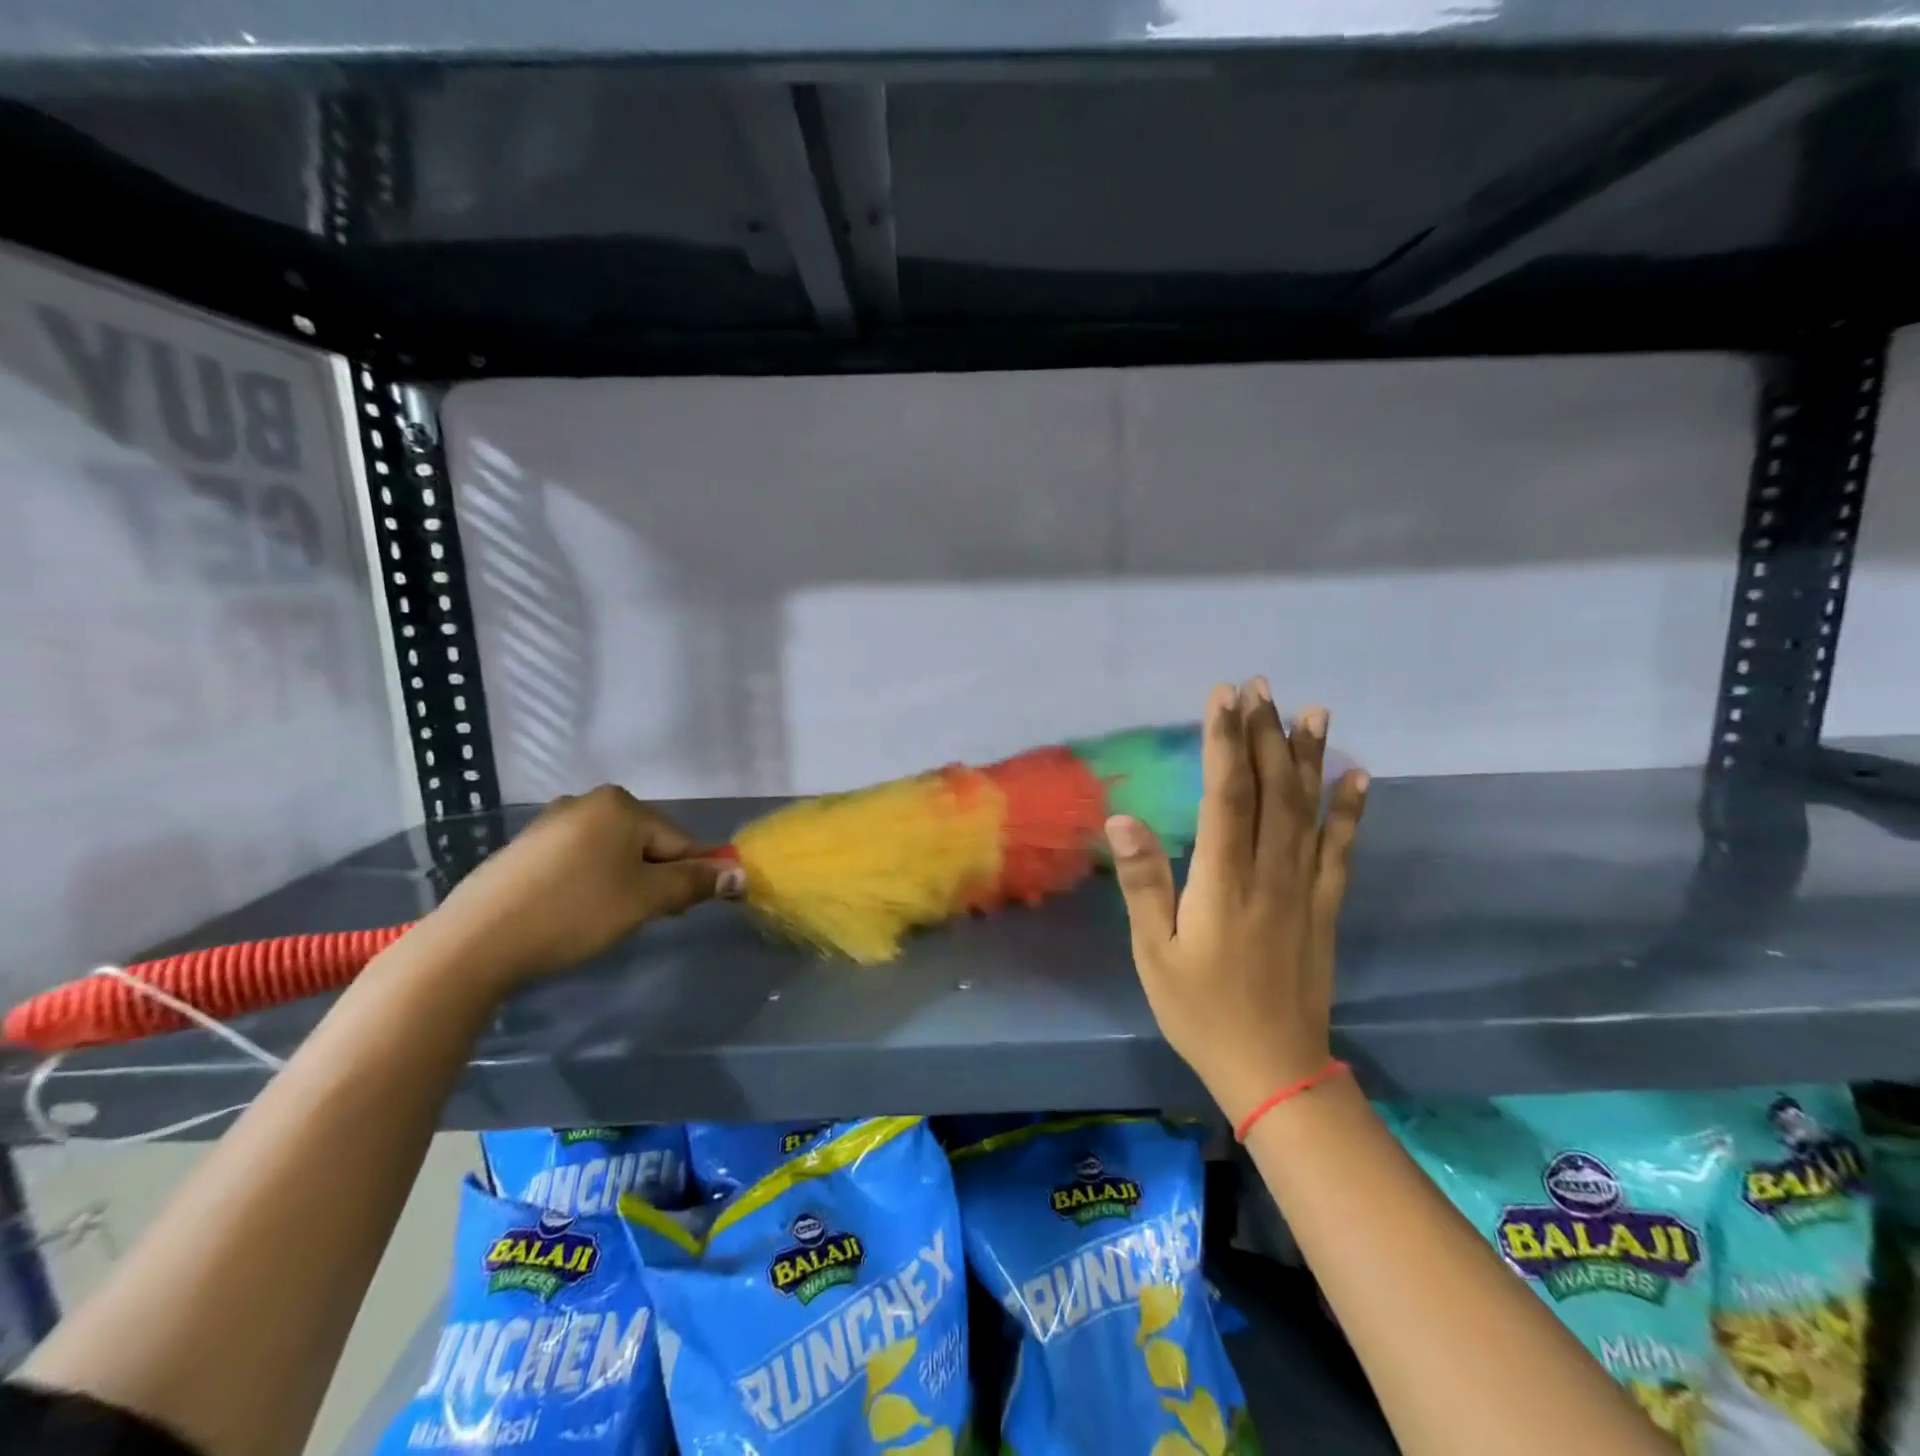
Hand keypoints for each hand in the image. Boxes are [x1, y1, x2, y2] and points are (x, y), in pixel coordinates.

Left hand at [421, 786, 743, 990]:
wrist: (474, 942)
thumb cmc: (574, 912)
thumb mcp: (645, 899)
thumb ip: (694, 883)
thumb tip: (741, 875)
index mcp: (621, 804)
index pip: (679, 840)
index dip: (687, 877)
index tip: (675, 912)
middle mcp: (588, 802)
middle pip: (646, 843)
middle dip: (652, 879)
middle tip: (639, 918)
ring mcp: (551, 822)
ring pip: (612, 854)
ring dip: (622, 883)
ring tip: (603, 920)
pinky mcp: (525, 848)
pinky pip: (578, 860)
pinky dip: (588, 884)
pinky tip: (573, 913)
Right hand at [1107, 680, 1367, 1126]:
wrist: (1274, 1070)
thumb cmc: (1201, 1011)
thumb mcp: (1155, 953)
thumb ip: (1144, 883)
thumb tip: (1123, 819)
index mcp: (1224, 880)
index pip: (1227, 795)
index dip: (1225, 742)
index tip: (1224, 697)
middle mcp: (1269, 873)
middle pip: (1271, 790)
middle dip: (1263, 734)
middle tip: (1261, 686)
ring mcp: (1304, 888)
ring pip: (1308, 809)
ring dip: (1308, 757)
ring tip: (1311, 711)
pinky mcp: (1325, 907)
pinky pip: (1340, 850)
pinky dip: (1351, 811)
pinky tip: (1359, 777)